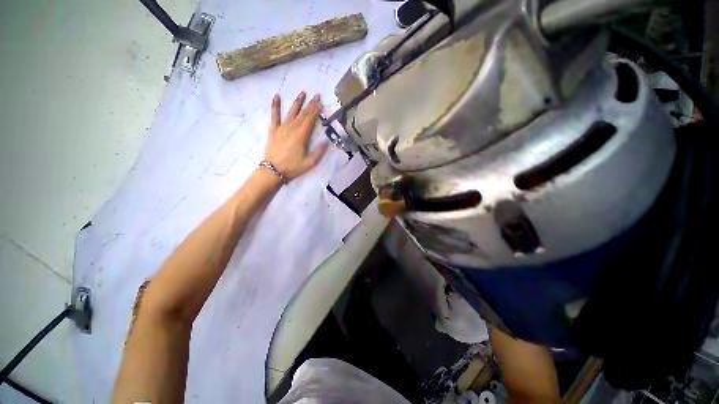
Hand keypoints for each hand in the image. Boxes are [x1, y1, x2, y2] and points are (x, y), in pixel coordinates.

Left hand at [264, 92, 328, 180]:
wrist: (273, 170)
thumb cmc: (293, 167)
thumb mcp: (310, 163)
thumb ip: (319, 152)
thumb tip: (326, 141)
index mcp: (302, 135)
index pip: (310, 119)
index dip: (316, 110)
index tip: (321, 101)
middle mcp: (292, 128)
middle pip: (303, 114)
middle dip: (310, 104)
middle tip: (316, 95)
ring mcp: (282, 128)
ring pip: (291, 112)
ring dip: (298, 102)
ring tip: (303, 93)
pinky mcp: (274, 130)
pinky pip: (274, 115)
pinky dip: (275, 105)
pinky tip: (277, 96)